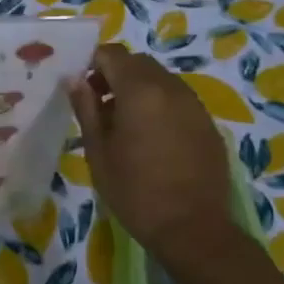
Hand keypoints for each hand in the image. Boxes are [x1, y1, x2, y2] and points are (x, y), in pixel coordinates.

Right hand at [69, 44, 240, 261]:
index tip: (81, 87)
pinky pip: (178, 100)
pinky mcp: (207, 123)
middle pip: (138, 63)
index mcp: (140, 90)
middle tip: (98, 106)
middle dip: (115, 74)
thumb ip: (86, 108)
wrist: (192, 228)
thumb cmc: (134, 190)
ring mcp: (194, 105)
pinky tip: (151, 139)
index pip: (112, 54)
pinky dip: (159, 106)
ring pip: (160, 80)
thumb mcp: (98, 150)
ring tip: (123, 125)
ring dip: (138, 89)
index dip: (92, 62)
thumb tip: (75, 79)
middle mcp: (171, 88)